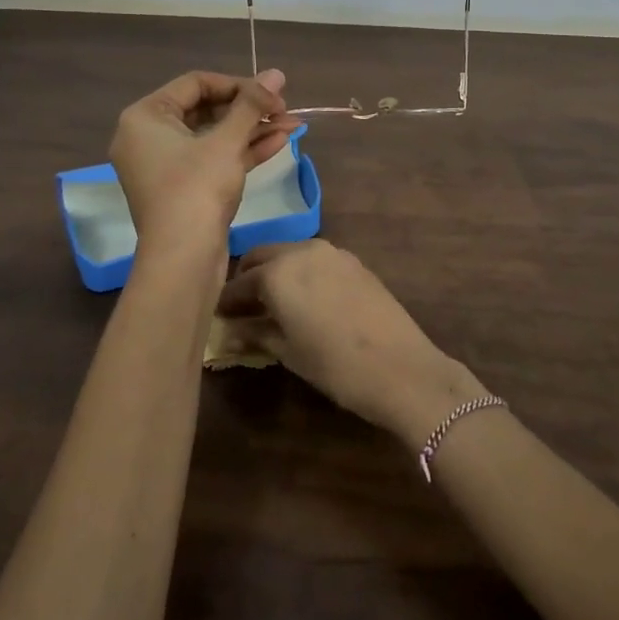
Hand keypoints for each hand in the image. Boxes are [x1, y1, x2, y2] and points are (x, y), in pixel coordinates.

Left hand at [110, 69, 297, 251]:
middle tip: (284, 110)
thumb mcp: (226, 142)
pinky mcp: (183, 189)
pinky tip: (279, 142)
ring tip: (293, 125)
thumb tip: (277, 73)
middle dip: (249, 110)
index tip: (272, 93)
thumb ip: (252, 105)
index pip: (196, 83)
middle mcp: (148, 137)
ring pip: (213, 136)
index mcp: (145, 117)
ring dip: (252, 130)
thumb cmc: (197, 189)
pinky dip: (242, 151)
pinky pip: (212, 159)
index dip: (238, 85)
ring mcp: (165, 166)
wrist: (183, 260)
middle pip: (205, 109)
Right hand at [215, 241, 486, 447]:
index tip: (216, 316)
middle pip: (261, 256)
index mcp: (278, 272)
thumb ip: (255, 333)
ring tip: (271, 303)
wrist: (402, 368)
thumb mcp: (288, 352)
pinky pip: (314, 259)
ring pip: (289, 253)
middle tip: (241, 307)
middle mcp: (301, 251)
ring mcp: (331, 252)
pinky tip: (303, 299)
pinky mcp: (353, 261)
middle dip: (247, 277)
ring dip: (275, 271)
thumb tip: (228, 332)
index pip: (238, 283)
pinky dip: (300, 272)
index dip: (225, 301)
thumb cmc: (336, 366)